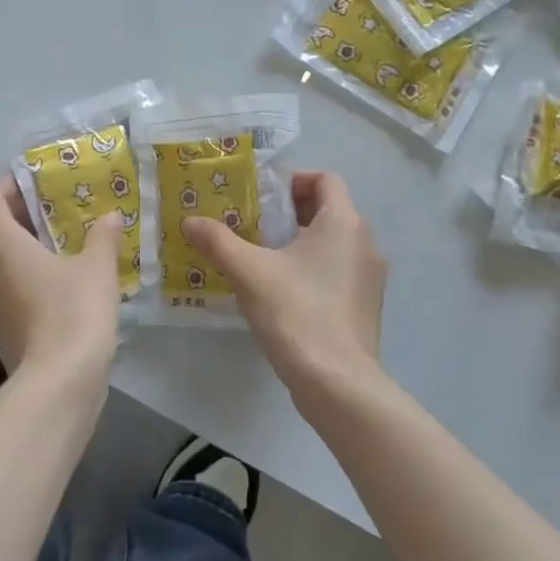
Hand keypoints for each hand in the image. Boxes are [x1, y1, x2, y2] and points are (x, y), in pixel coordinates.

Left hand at [0, 175, 122, 383]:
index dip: (7, 185)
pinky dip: (16, 271)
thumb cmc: (74, 311)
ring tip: (51, 242)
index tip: (33, 182)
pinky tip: (51, 276)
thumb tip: (109, 216)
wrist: (59, 379)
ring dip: (13, 245)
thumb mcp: (97, 267)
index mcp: (0, 242)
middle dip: (11, 215)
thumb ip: (101, 236)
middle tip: (46, 211)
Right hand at [181, 171, 386, 410]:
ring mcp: (369, 277)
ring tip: (260, 256)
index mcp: (344, 223)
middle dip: (289, 212)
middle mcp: (365, 243)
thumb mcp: (249, 272)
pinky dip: (312, 268)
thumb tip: (189, 221)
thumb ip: (218, 241)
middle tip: (251, 224)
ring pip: (332, 243)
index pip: (326, 179)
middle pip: (328, 210)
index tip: (260, 195)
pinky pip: (337, 270)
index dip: (293, 180)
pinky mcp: (365, 305)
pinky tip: (281, 290)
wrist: (337, 382)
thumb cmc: (296, 312)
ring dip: (299, 242)